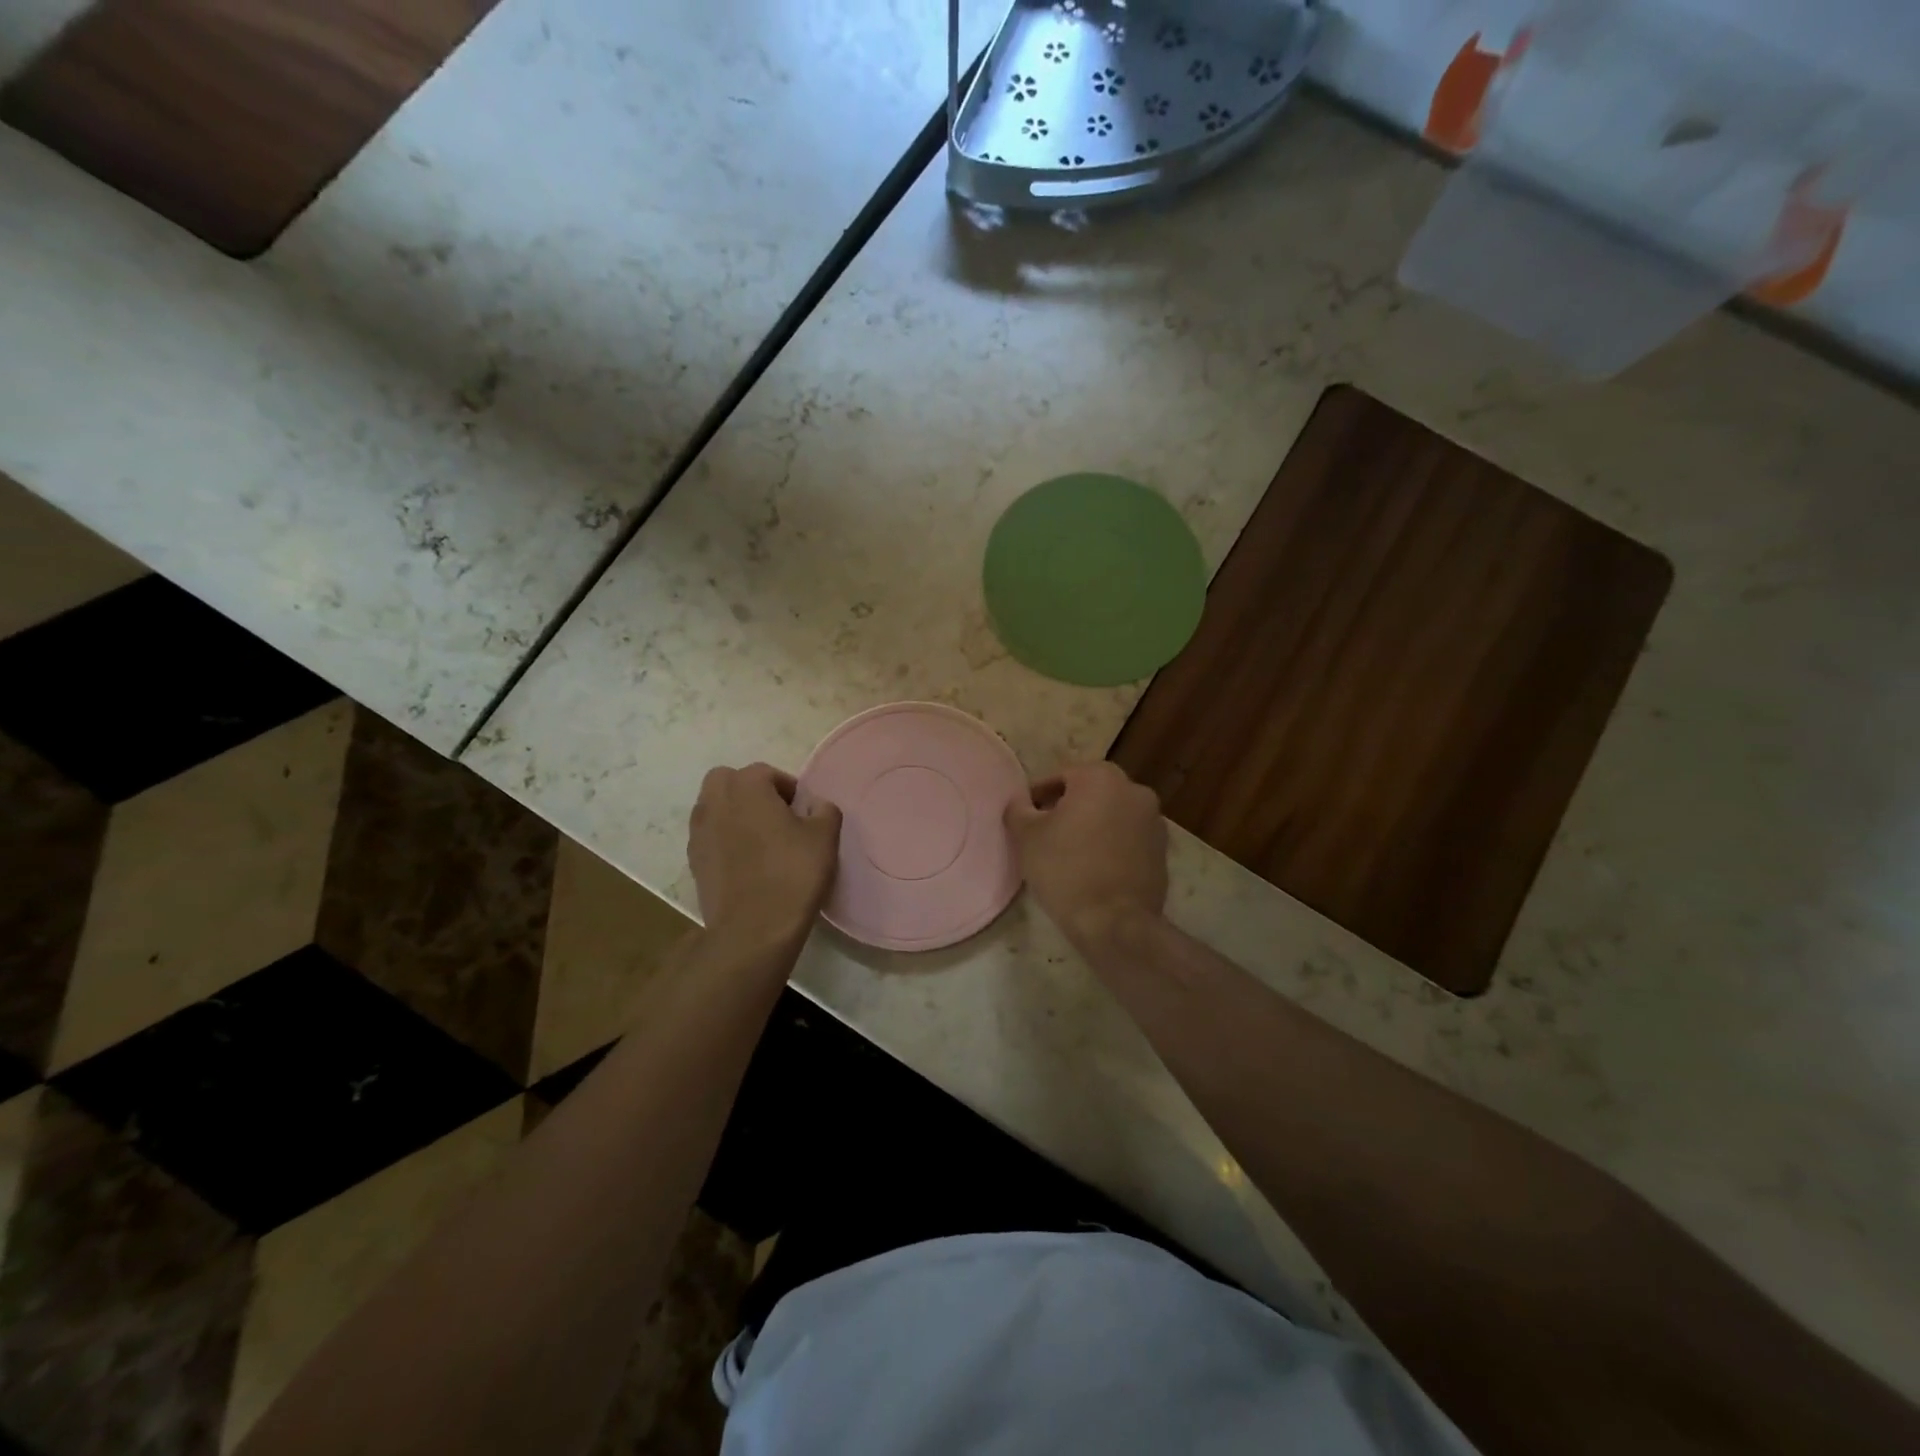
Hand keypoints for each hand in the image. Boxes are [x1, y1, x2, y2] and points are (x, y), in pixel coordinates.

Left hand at [689, 763, 841, 957]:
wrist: (753, 929)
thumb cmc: (792, 873)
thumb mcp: (824, 837)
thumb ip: (824, 811)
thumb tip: (815, 806)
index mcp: (746, 786)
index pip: (766, 772)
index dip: (788, 788)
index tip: (802, 812)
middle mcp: (715, 801)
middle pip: (728, 781)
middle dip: (749, 791)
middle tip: (775, 816)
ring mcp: (698, 832)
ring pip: (713, 807)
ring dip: (733, 814)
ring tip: (760, 840)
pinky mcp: (693, 861)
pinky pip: (709, 837)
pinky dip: (723, 840)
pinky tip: (745, 863)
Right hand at [1006, 762, 1167, 948]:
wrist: (1115, 922)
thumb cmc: (1066, 869)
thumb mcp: (1027, 837)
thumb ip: (1019, 810)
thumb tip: (1020, 803)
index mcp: (1101, 777)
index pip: (1060, 777)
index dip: (1038, 797)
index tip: (1025, 818)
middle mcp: (1134, 789)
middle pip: (1089, 793)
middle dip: (1067, 808)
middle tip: (1044, 834)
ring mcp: (1154, 820)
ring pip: (1111, 815)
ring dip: (1092, 825)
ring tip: (1069, 853)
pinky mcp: (1163, 850)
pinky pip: (1128, 838)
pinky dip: (1111, 844)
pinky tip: (1094, 867)